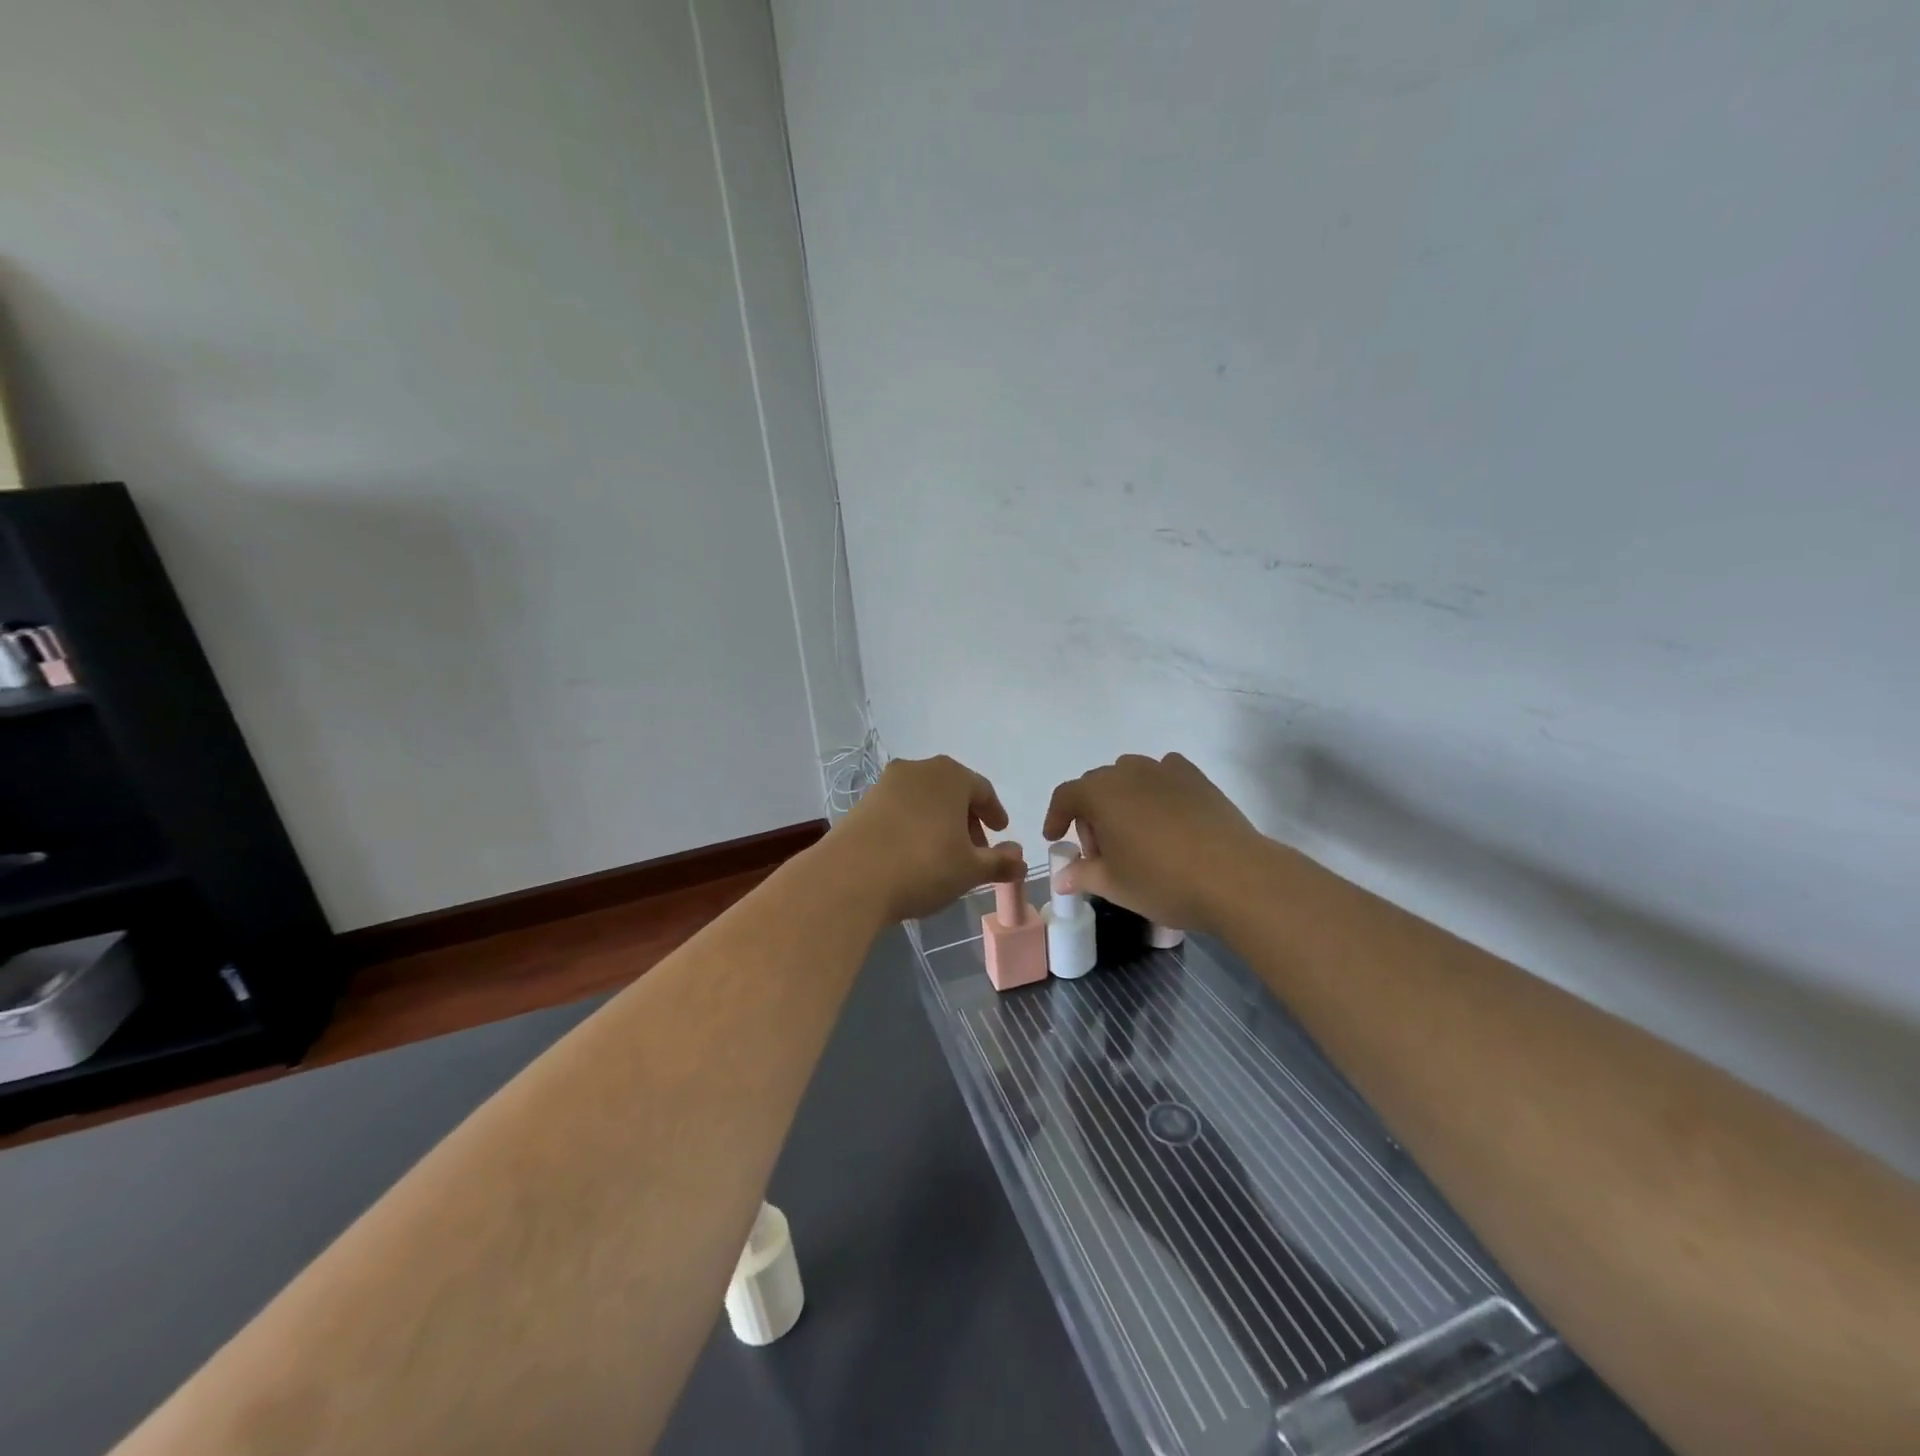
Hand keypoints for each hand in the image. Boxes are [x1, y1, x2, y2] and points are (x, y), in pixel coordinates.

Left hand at [830, 756, 1026, 921]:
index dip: (994, 813)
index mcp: (950, 775)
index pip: (982, 790)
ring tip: (943, 856)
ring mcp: (885, 785)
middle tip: (975, 850)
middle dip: (966, 819)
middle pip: (951, 792)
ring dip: (938, 823)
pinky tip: (912, 855)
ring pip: (923, 801)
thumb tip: (1020, 859)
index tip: (1001, 832)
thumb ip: (1000, 862)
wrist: (849, 878)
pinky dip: (912, 827)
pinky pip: (898, 811)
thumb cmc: (923, 865)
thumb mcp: (970, 870)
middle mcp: (917, 770)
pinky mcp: (861, 804)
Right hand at [1043, 753, 1265, 934]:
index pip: (1066, 796)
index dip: (1056, 817)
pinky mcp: (1196, 778)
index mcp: (1101, 794)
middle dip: (1091, 816)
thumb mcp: (1114, 885)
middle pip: (1097, 786)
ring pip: (1130, 777)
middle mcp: (1129, 772)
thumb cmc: (1162, 881)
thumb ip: (1083, 875)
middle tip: (1101, 853)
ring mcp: (1165, 770)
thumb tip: (1062, 879)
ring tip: (1134, 835)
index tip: (1055, 839)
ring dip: (1122, 800)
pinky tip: (1166, 817)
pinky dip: (1155, 789)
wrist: (1235, 877)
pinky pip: (1164, 774)